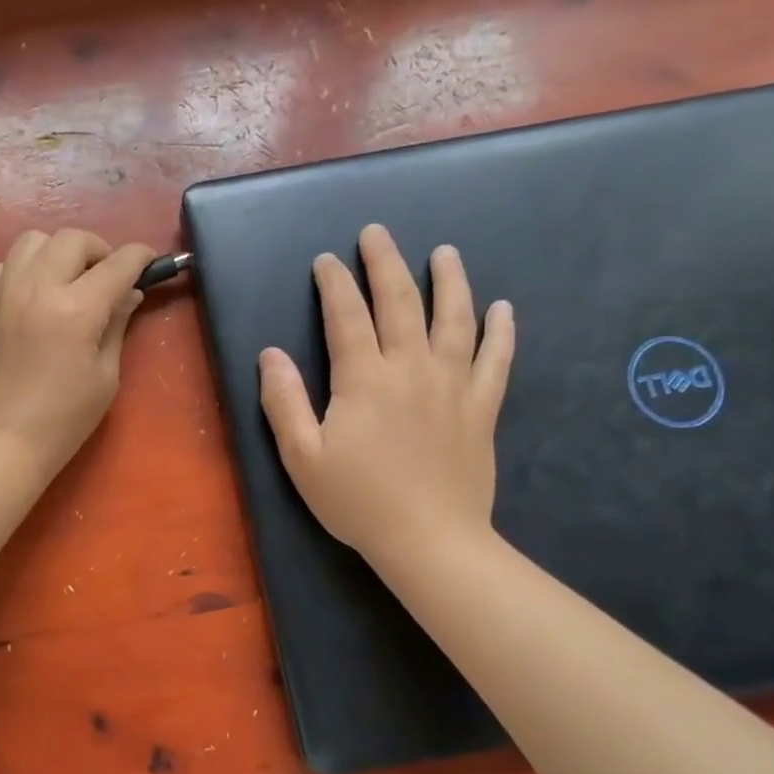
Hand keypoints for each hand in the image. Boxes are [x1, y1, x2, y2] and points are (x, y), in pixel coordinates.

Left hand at [0, 229, 157, 481]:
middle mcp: (38, 289)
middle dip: (98, 250)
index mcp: (77, 310)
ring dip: (57, 251)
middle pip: (72, 239)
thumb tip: (128, 293)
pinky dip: (21, 269)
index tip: (149, 261)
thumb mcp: (106, 375)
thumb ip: (117, 325)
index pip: (117, 264)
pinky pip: (2, 265)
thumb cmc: (65, 418)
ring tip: (67, 278)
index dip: (140, 257)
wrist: (5, 440)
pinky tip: (31, 292)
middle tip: (107, 277)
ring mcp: (5, 294)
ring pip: (32, 240)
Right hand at [258, 224, 514, 562]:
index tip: (326, 260)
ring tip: (445, 252)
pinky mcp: (481, 408)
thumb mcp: (302, 457)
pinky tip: (503, 309)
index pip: (346, 316)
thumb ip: (284, 402)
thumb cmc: (357, 501)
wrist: (429, 540)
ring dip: (450, 281)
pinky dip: (501, 331)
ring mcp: (453, 385)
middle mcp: (411, 368)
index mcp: (363, 379)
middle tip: (377, 233)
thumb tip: (270, 354)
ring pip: (455, 319)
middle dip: (385, 263)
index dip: (334, 284)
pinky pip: (497, 360)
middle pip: (400, 302)